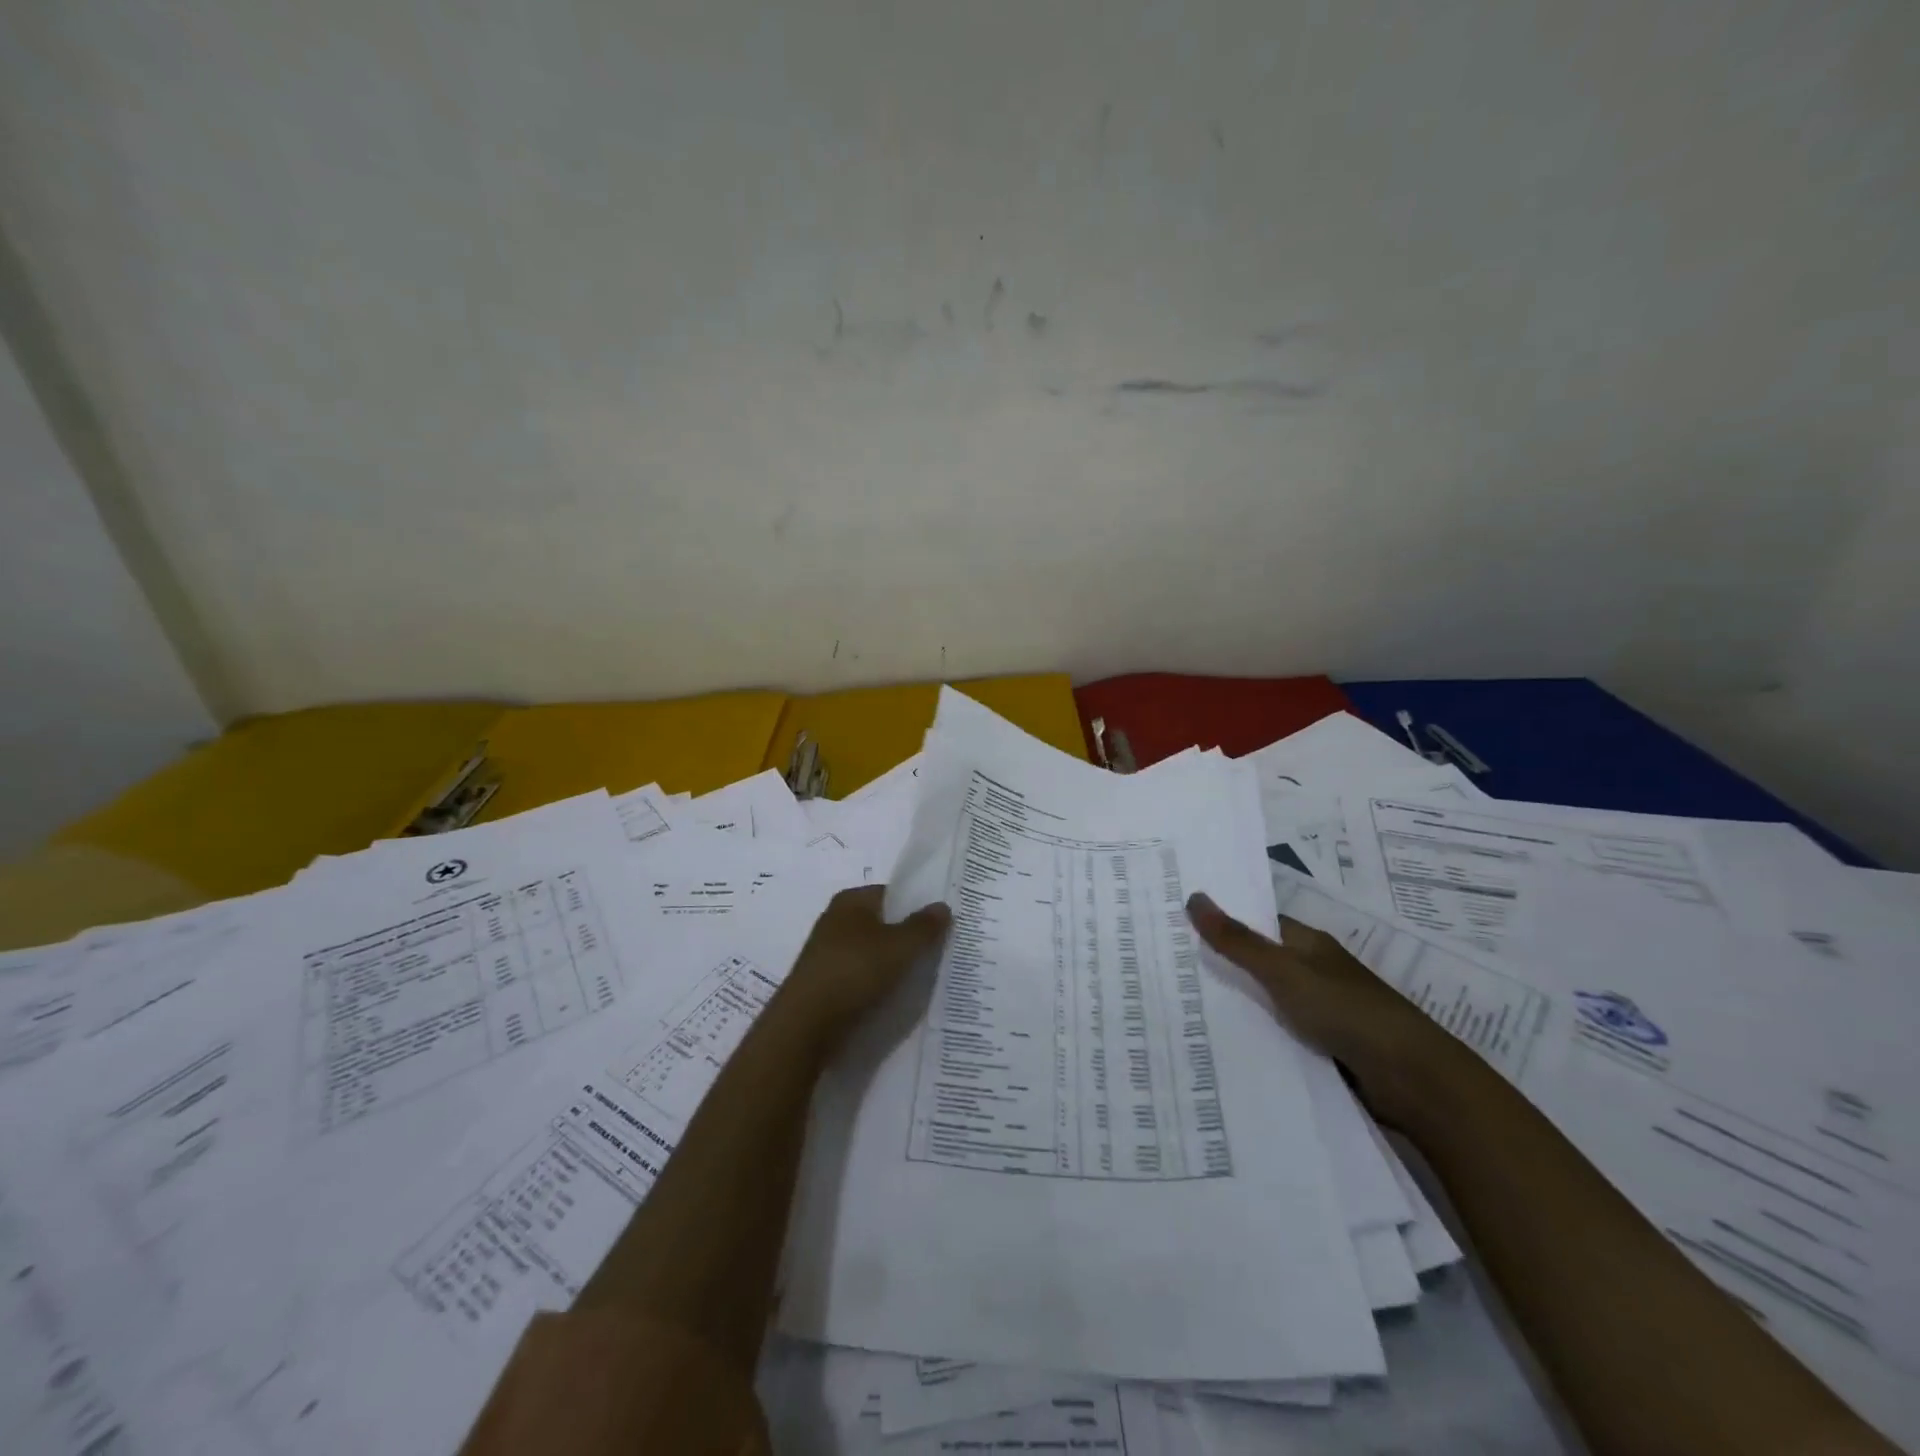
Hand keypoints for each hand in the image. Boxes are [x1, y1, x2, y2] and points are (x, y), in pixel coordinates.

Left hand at [780, 886, 951, 1041]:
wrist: (805, 1026)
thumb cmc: (855, 972)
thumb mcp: (900, 947)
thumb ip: (924, 926)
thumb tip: (942, 906)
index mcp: (851, 901)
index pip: (891, 893)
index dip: (917, 905)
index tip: (942, 924)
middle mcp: (836, 920)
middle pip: (882, 923)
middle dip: (907, 936)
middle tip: (938, 952)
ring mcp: (828, 953)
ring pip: (872, 952)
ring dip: (892, 963)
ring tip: (921, 978)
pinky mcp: (825, 983)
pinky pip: (860, 976)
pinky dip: (877, 983)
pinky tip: (894, 997)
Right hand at [1186, 893, 1464, 1126]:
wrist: (1412, 1079)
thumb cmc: (1347, 1010)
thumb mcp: (1284, 971)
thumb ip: (1238, 940)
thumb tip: (1194, 896)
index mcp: (1307, 945)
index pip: (1256, 925)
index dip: (1221, 923)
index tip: (1175, 926)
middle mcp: (1312, 973)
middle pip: (1258, 964)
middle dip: (1220, 966)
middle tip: (1165, 970)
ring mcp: (1319, 1013)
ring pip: (1265, 1003)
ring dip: (1234, 1006)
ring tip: (1179, 1009)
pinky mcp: (1322, 1049)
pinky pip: (1277, 1035)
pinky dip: (1254, 1038)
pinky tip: (1219, 1045)